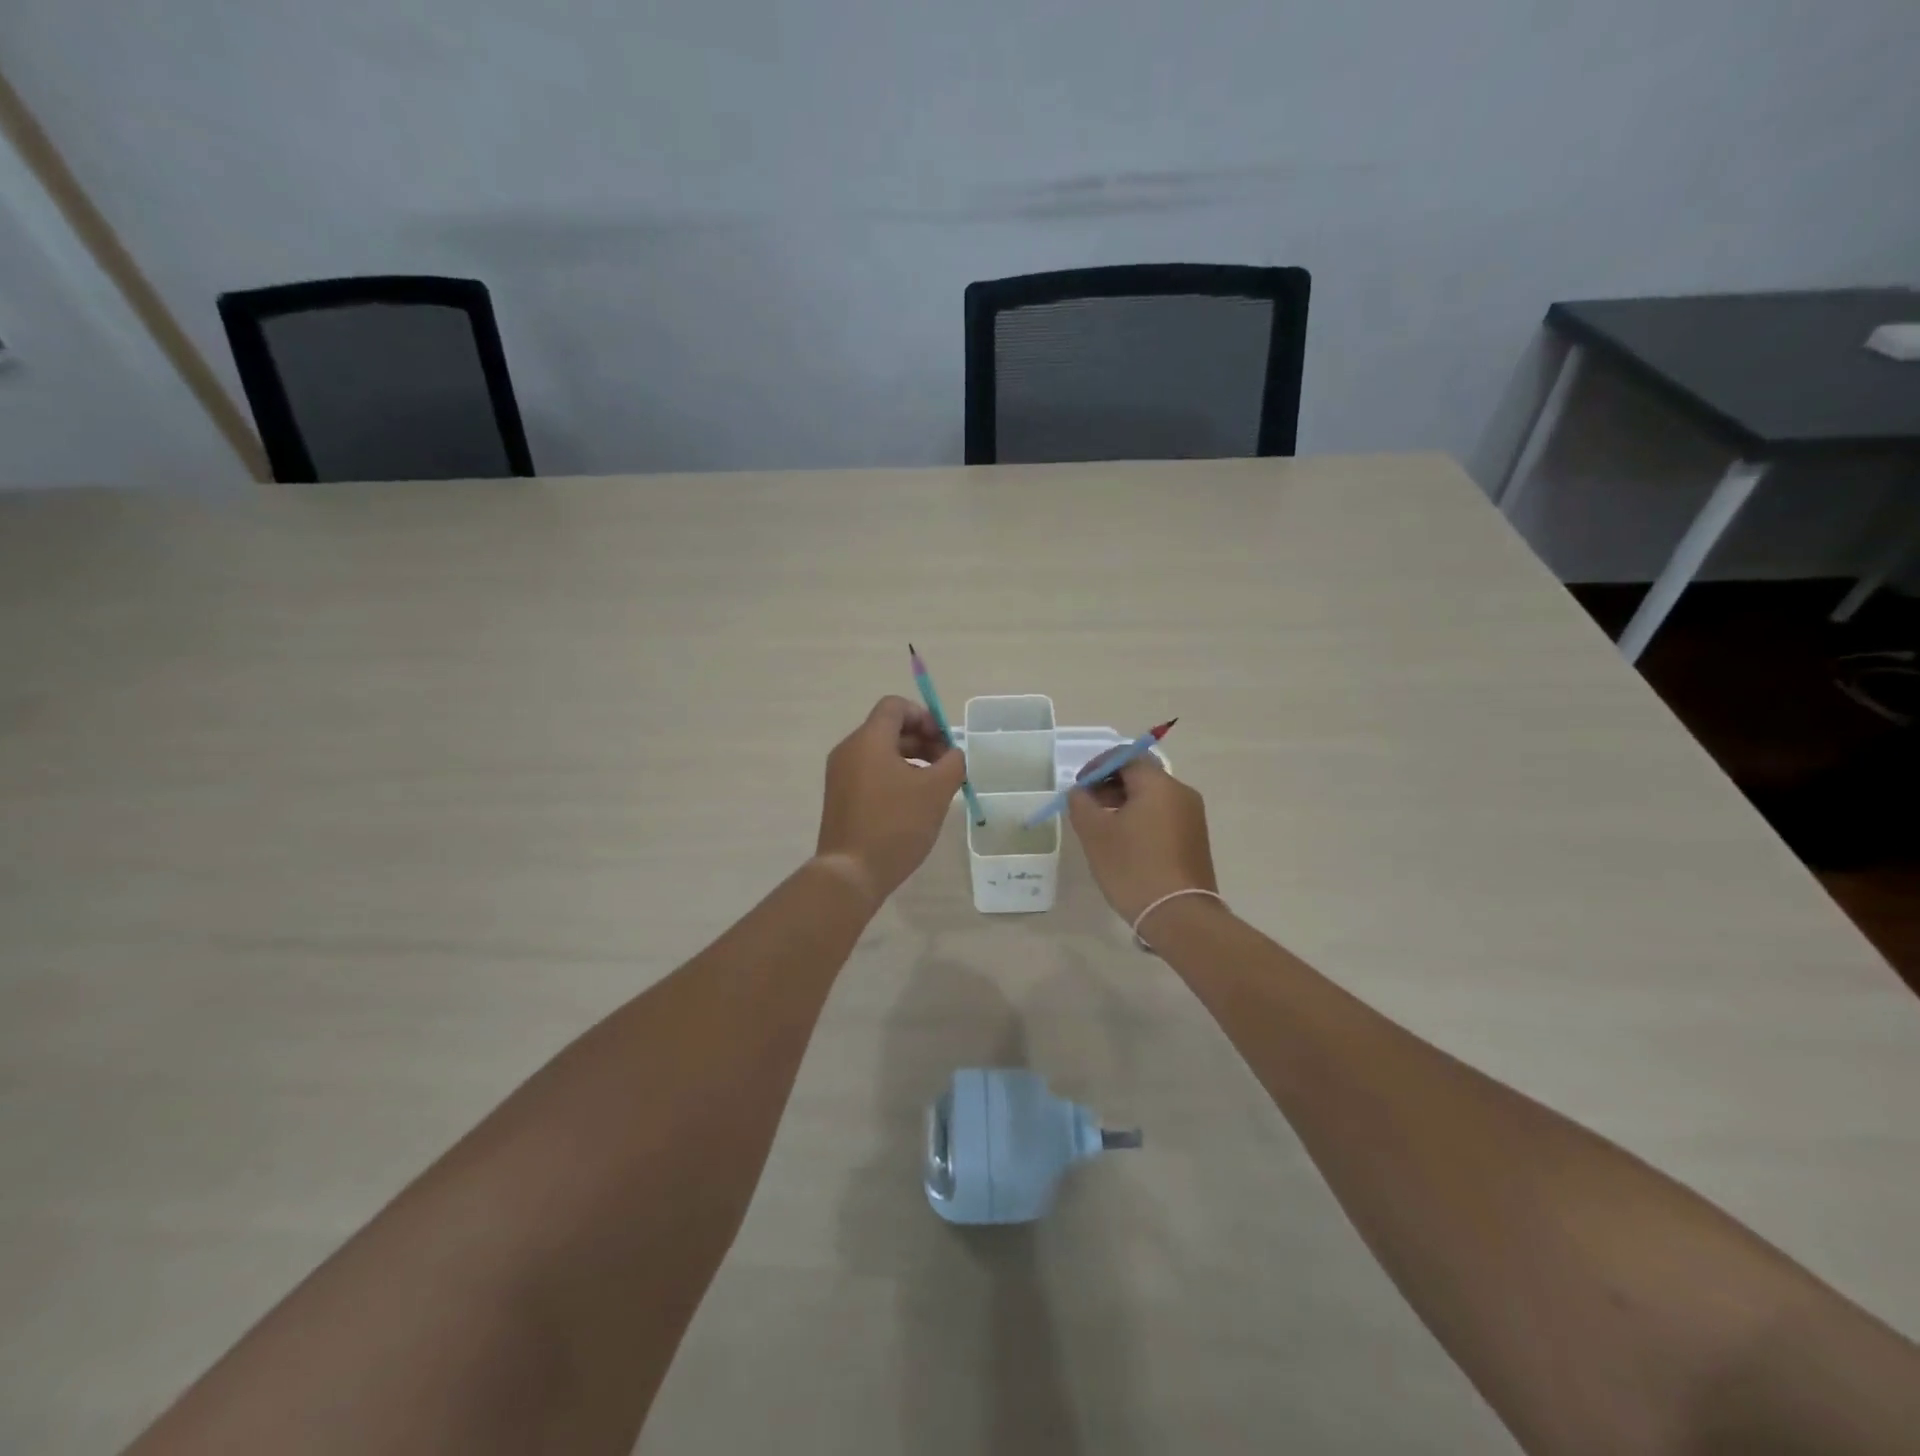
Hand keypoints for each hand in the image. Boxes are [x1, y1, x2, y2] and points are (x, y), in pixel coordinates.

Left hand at [815, 696, 967, 902]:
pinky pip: (870, 773)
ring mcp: (840, 775)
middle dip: (922, 741)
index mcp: (868, 740)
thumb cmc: (896, 825)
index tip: (945, 743)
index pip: (895, 706)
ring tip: (934, 787)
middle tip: (947, 766)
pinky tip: (913, 803)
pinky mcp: (840, 798)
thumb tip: (953, 754)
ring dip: (911, 760)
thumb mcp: (936, 791)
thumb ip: (953, 764)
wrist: (851, 873)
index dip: (925, 717)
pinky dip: (894, 777)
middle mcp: (849, 750)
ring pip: (880, 753)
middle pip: (888, 729)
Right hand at [1066, 753, 1217, 923]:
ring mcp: (1192, 816)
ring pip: (1152, 796)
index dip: (1098, 765)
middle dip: (1110, 784)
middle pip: (1141, 774)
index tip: (1080, 786)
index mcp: (1158, 784)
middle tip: (1087, 805)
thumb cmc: (1133, 867)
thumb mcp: (1095, 833)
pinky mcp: (1195, 838)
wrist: (1179, 915)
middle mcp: (1180, 792)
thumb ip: (1081, 803)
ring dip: (1125, 802)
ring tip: (1103, 826)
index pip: (1126, 756)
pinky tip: (1125, 842)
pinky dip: (1141, 817)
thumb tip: (1081, 792)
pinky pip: (1163, 814)